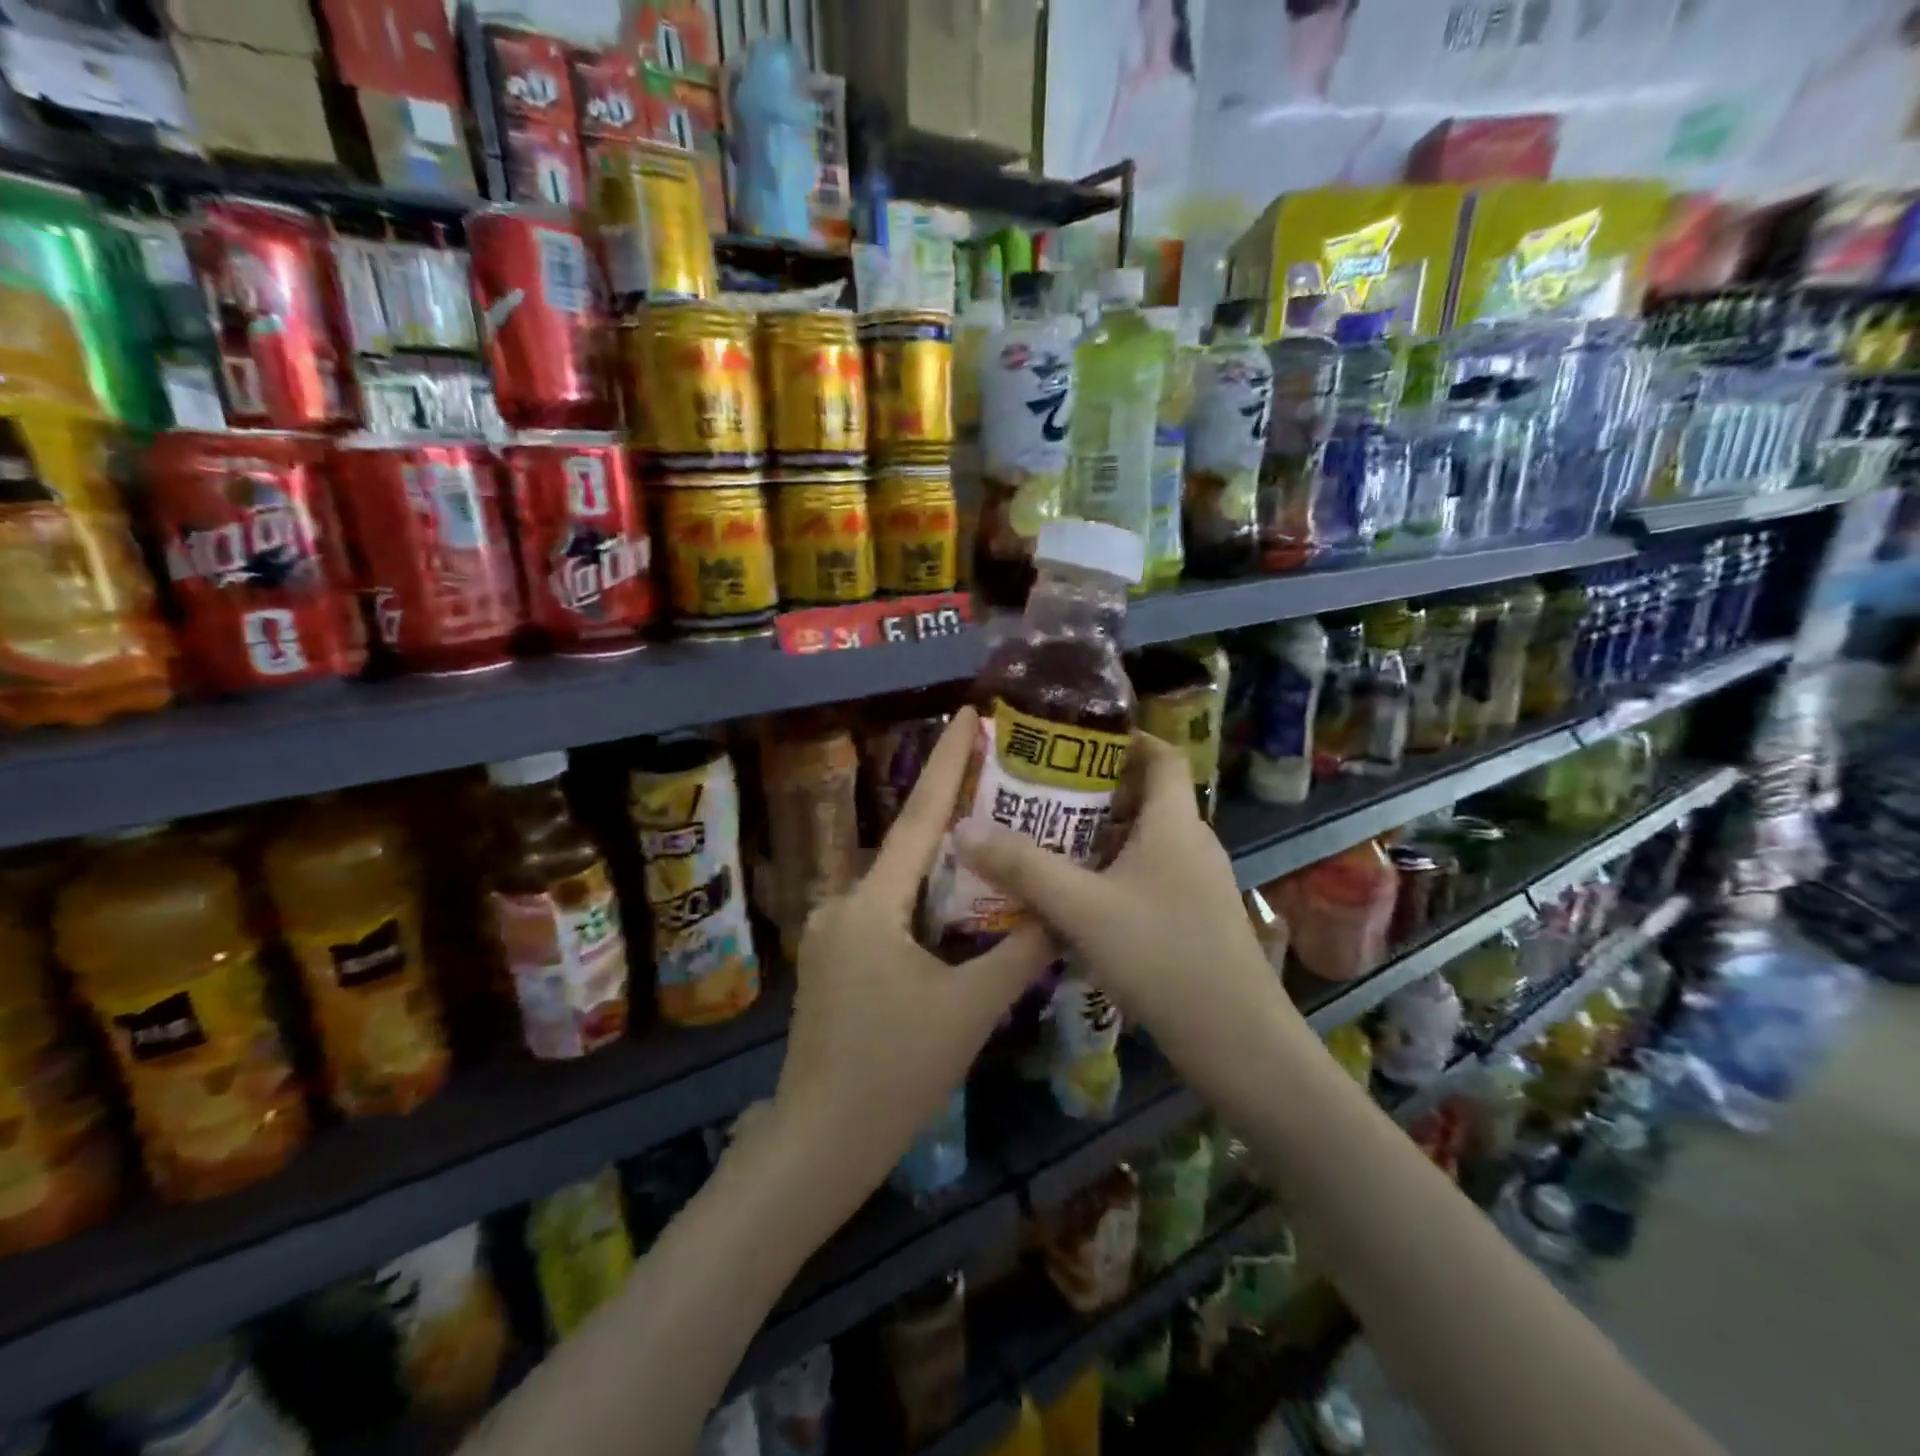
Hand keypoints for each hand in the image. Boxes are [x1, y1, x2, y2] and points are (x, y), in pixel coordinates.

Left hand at [771, 707, 1052, 1208]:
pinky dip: (923, 900)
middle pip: (908, 846)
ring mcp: (833, 933)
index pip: (918, 819)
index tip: (965, 716)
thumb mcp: (969, 1011)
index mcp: (872, 904)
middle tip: (1001, 782)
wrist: (818, 1143)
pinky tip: (957, 907)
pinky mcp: (835, 961)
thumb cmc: (893, 1073)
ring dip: (939, 863)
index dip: (944, 764)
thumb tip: (1059, 910)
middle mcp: (844, 904)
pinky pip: (886, 912)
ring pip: (897, 883)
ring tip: (991, 839)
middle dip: (950, 812)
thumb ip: (1018, 953)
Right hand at [954, 732, 1288, 1051]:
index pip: (1162, 754)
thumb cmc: (1161, 954)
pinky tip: (1076, 901)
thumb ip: (1023, 866)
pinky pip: (1148, 877)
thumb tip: (964, 829)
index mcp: (1175, 822)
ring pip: (1144, 842)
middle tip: (1041, 796)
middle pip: (1146, 797)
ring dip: (1099, 838)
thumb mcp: (1081, 907)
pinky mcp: (1194, 918)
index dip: (1125, 738)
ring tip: (1047, 844)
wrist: (1236, 1040)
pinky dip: (1112, 874)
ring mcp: (1197, 883)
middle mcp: (1192, 843)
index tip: (1075, 741)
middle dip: (1094, 792)